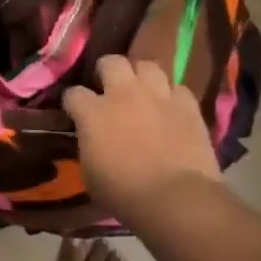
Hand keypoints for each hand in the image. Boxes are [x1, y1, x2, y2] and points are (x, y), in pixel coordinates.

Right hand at [63, 55, 222, 221]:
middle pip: (111, 62)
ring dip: (142, 77)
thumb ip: (88, 146)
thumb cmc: (125, 194)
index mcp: (93, 112)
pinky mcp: (187, 105)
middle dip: (107, 72)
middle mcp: (123, 94)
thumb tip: (91, 138)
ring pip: (147, 65)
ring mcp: (158, 95)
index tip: (75, 113)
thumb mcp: (90, 174)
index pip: (73, 93)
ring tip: (142, 91)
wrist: (176, 199)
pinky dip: (172, 96)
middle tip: (110, 89)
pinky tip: (171, 108)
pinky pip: (178, 88)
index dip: (73, 103)